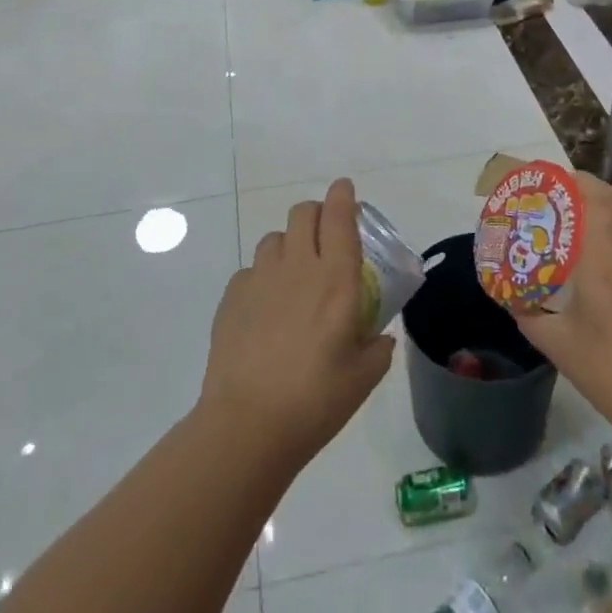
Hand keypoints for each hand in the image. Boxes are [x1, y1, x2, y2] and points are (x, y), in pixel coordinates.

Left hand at [199, 180, 393, 470]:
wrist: (248, 423)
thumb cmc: (316, 401)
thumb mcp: (363, 378)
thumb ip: (377, 348)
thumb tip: (379, 337)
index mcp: (336, 281)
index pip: (340, 218)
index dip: (343, 195)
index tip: (345, 189)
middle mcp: (299, 267)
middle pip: (303, 213)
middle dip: (316, 213)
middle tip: (324, 233)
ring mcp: (260, 278)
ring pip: (275, 237)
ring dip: (289, 243)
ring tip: (294, 272)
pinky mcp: (232, 296)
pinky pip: (251, 269)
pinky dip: (263, 276)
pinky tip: (266, 306)